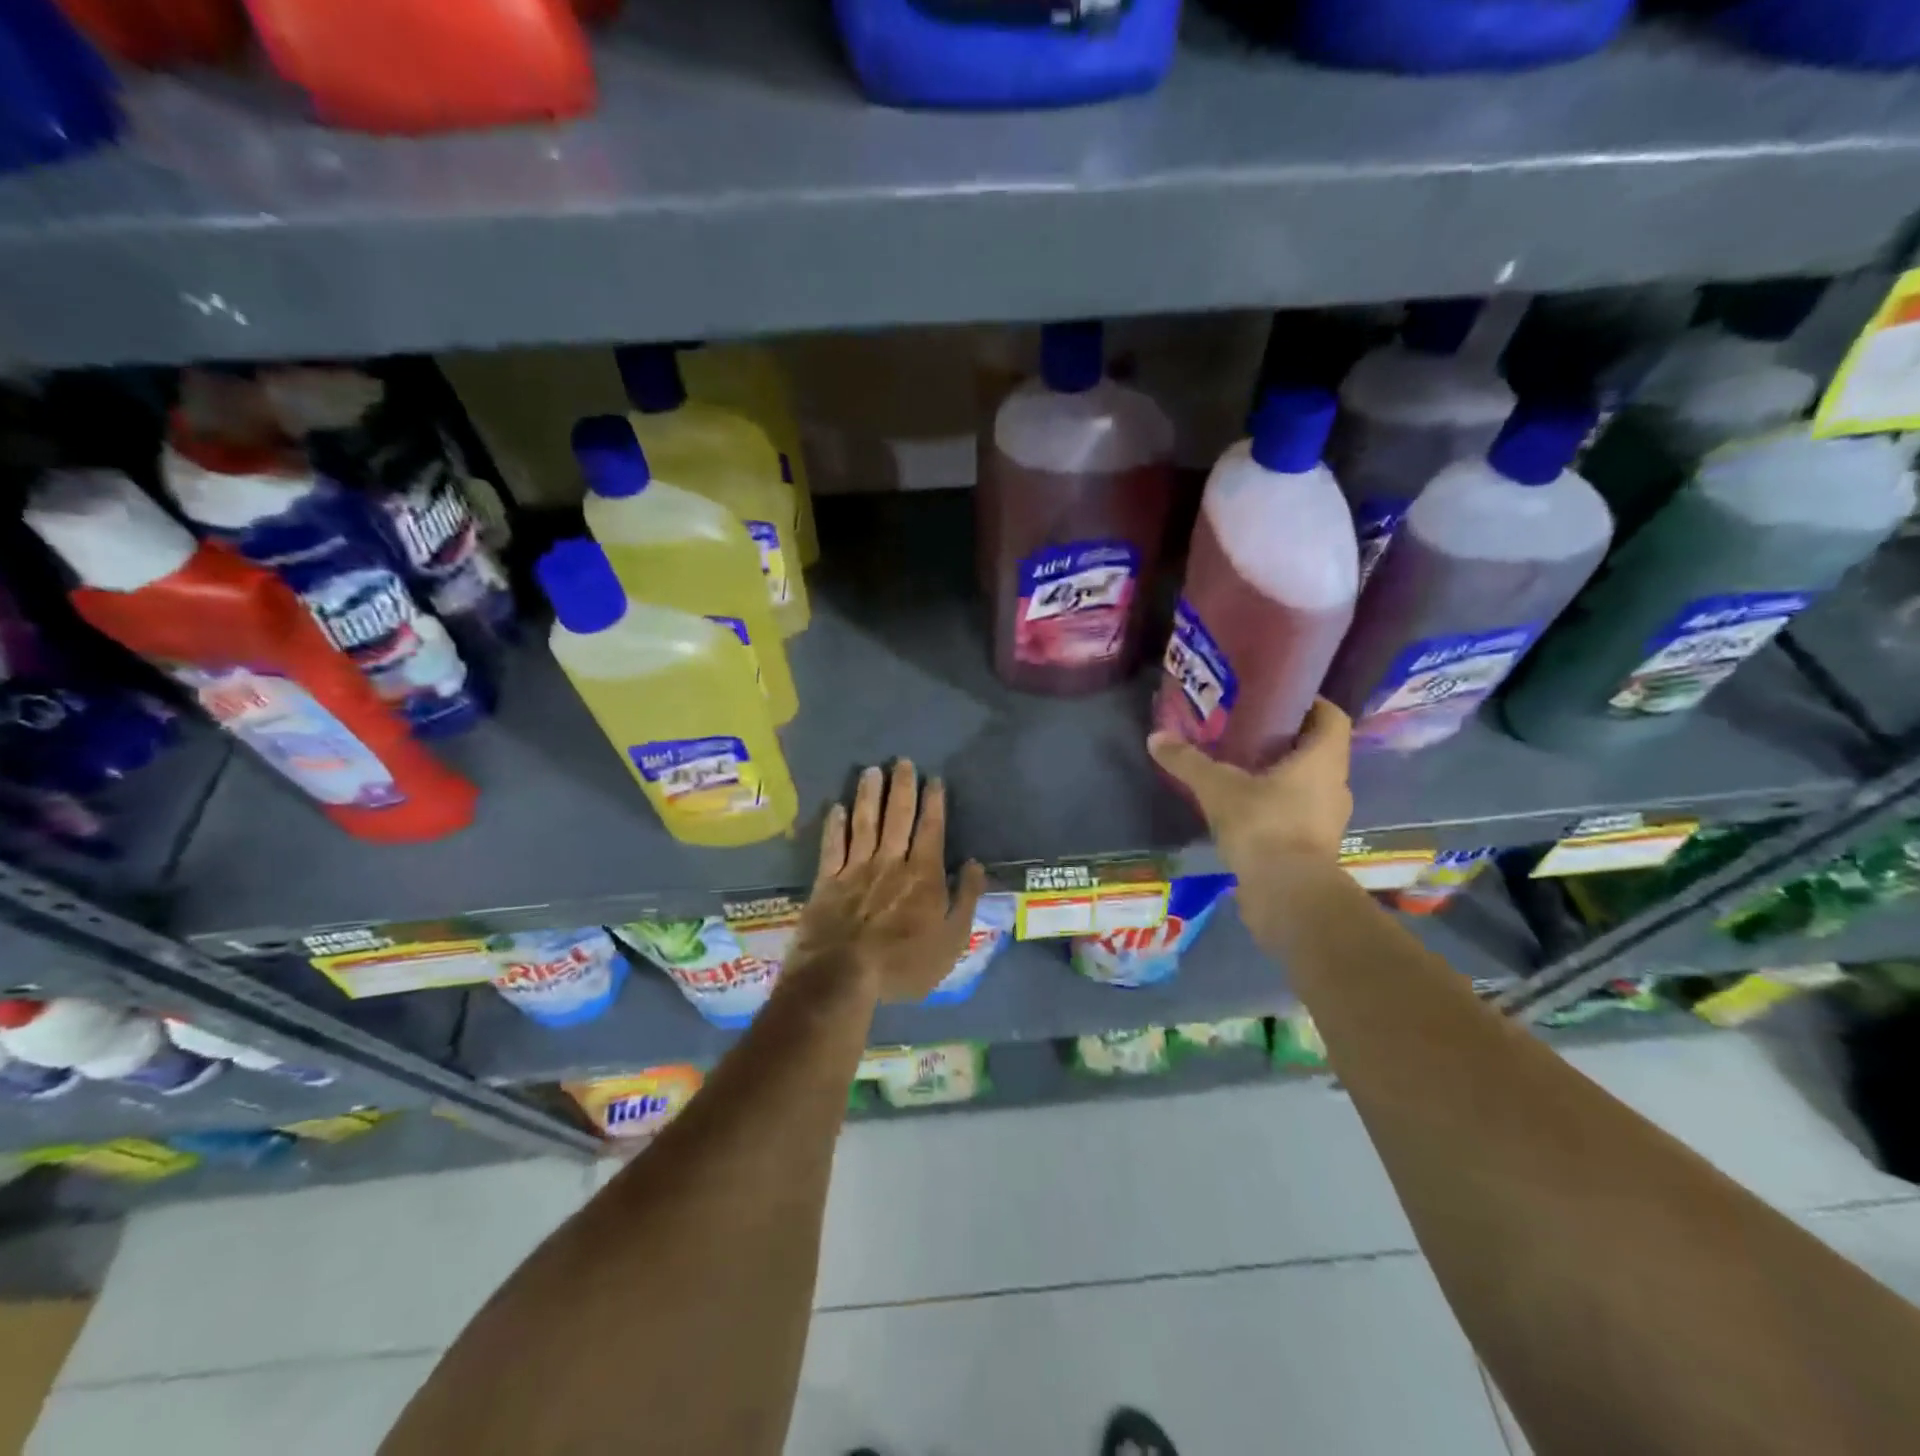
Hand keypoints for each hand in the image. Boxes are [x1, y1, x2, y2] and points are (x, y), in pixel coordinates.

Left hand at [789, 760, 987, 1004]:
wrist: (842, 977)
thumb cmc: (904, 964)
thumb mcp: (952, 941)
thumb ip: (966, 899)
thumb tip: (974, 864)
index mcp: (923, 875)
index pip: (931, 829)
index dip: (933, 802)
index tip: (934, 779)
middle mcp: (890, 862)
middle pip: (898, 817)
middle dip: (902, 787)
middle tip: (903, 761)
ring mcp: (855, 869)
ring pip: (864, 823)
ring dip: (868, 795)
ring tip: (871, 771)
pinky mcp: (826, 881)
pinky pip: (832, 846)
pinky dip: (834, 825)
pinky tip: (836, 807)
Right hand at [1147, 698, 1353, 880]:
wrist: (1287, 895)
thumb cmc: (1264, 826)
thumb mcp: (1218, 788)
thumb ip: (1188, 762)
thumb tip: (1155, 737)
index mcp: (1324, 759)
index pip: (1331, 716)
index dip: (1310, 703)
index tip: (1276, 701)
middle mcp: (1335, 785)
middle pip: (1317, 750)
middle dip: (1285, 740)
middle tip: (1247, 732)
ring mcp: (1328, 819)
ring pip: (1307, 784)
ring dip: (1280, 776)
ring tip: (1241, 770)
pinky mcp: (1314, 847)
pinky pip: (1297, 814)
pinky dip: (1276, 806)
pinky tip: (1244, 810)